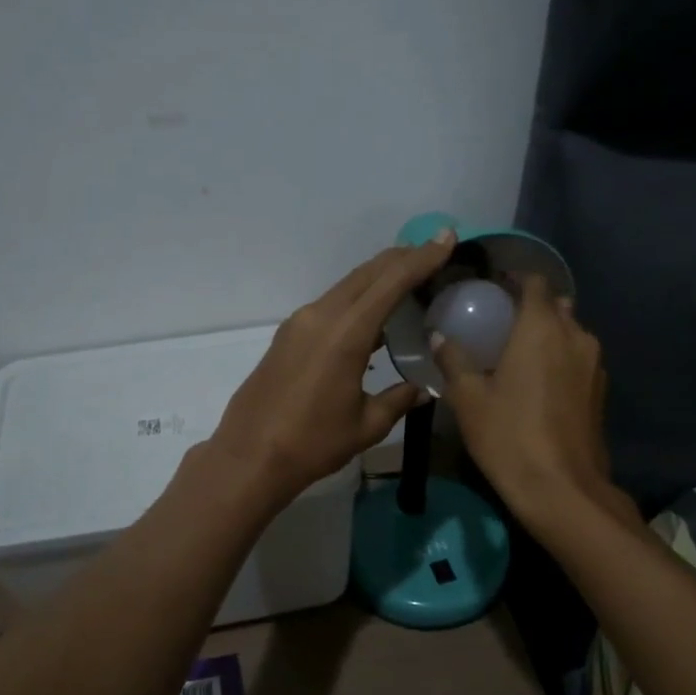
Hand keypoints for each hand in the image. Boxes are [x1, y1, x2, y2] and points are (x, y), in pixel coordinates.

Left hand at [210, 230, 458, 505]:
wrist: (249, 456)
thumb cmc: (312, 444)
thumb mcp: (366, 425)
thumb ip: (398, 399)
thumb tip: (422, 390)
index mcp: (345, 333)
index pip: (391, 282)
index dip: (422, 258)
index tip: (446, 238)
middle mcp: (320, 316)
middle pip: (367, 274)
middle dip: (402, 258)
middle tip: (432, 250)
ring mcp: (299, 323)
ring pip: (346, 286)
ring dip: (378, 277)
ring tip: (409, 276)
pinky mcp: (288, 336)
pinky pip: (331, 304)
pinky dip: (357, 298)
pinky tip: (372, 314)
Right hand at [434, 275, 626, 536]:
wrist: (562, 488)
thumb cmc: (508, 436)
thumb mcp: (468, 399)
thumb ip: (453, 360)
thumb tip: (438, 336)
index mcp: (541, 329)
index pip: (535, 283)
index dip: (514, 279)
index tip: (492, 287)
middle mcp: (574, 336)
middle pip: (555, 306)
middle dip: (530, 307)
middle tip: (499, 322)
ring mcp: (593, 364)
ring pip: (570, 333)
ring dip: (547, 334)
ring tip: (517, 352)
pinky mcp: (600, 390)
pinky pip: (578, 358)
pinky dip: (559, 358)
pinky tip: (538, 382)